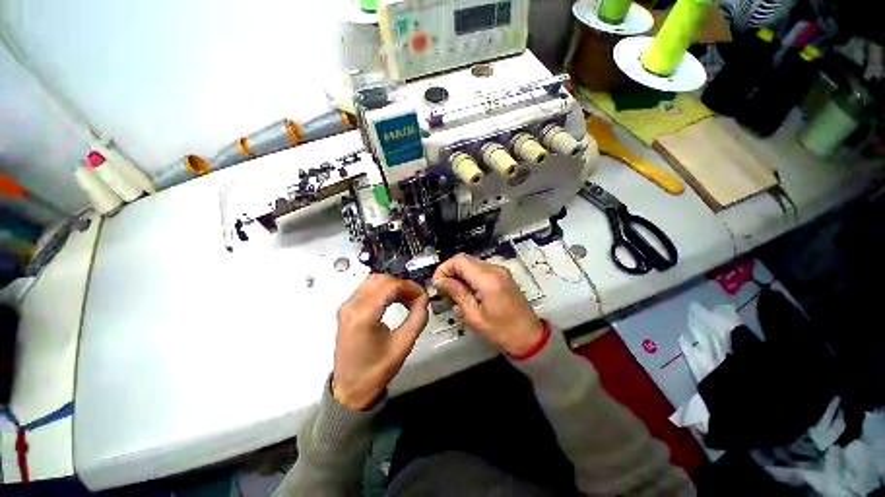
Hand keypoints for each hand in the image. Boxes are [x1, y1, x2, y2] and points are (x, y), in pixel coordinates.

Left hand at [333, 274, 428, 410]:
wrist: (350, 389)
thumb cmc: (375, 371)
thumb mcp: (403, 345)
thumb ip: (417, 318)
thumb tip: (424, 299)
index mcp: (362, 315)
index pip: (390, 286)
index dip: (409, 287)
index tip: (422, 294)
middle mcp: (350, 306)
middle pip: (380, 279)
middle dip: (401, 284)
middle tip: (416, 296)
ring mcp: (346, 307)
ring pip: (373, 281)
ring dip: (392, 285)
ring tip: (407, 298)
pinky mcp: (347, 309)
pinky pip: (367, 289)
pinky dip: (383, 290)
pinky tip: (394, 300)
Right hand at [432, 254, 543, 355]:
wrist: (529, 336)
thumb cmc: (501, 330)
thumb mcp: (474, 316)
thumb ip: (456, 294)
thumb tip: (440, 281)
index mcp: (487, 279)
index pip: (458, 260)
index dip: (444, 269)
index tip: (438, 285)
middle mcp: (494, 269)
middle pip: (464, 260)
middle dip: (450, 273)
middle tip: (446, 294)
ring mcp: (500, 270)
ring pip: (471, 264)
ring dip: (459, 276)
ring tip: (456, 296)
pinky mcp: (502, 275)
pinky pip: (479, 270)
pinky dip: (469, 278)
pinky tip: (468, 294)